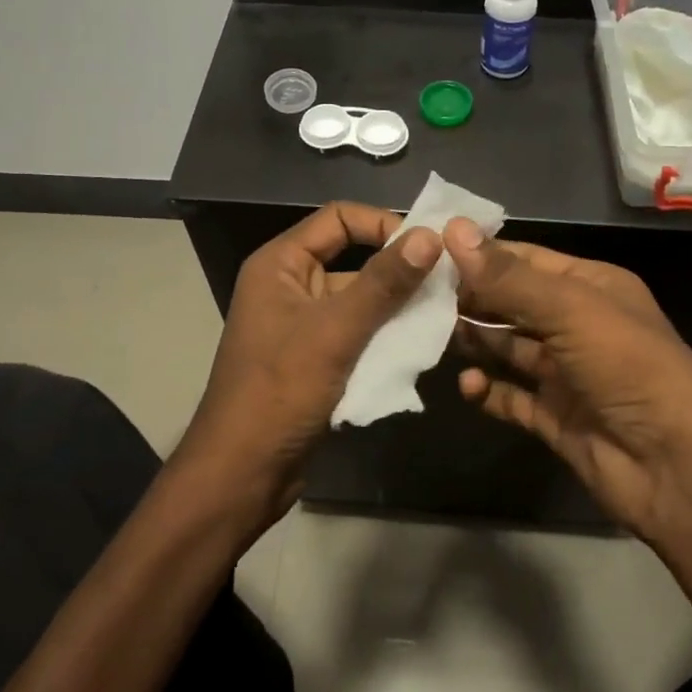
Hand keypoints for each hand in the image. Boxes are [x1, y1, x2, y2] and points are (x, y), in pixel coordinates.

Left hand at [177, 203, 439, 531]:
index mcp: (280, 264)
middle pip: (354, 259)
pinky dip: (387, 337)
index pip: (339, 218)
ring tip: (444, 314)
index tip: (427, 247)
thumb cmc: (280, 391)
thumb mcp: (335, 331)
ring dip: (398, 307)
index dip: (383, 224)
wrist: (242, 473)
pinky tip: (422, 346)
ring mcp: (303, 324)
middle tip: (449, 283)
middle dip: (399, 271)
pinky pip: (358, 334)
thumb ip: (383, 283)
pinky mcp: (316, 358)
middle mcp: (291, 285)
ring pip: (361, 301)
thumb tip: (430, 236)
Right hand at [445, 219, 691, 541]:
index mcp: (591, 287)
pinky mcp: (554, 416)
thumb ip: (508, 277)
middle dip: (471, 298)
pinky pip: (511, 396)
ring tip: (430, 335)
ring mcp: (565, 373)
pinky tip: (467, 386)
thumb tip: (453, 231)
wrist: (673, 466)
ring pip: (508, 348)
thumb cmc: (627, 367)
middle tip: (417, 295)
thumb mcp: (570, 310)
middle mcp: (577, 324)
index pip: (526, 260)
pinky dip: (487, 390)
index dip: (480, 253)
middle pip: (512, 303)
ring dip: (475, 341)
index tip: (428, 248)